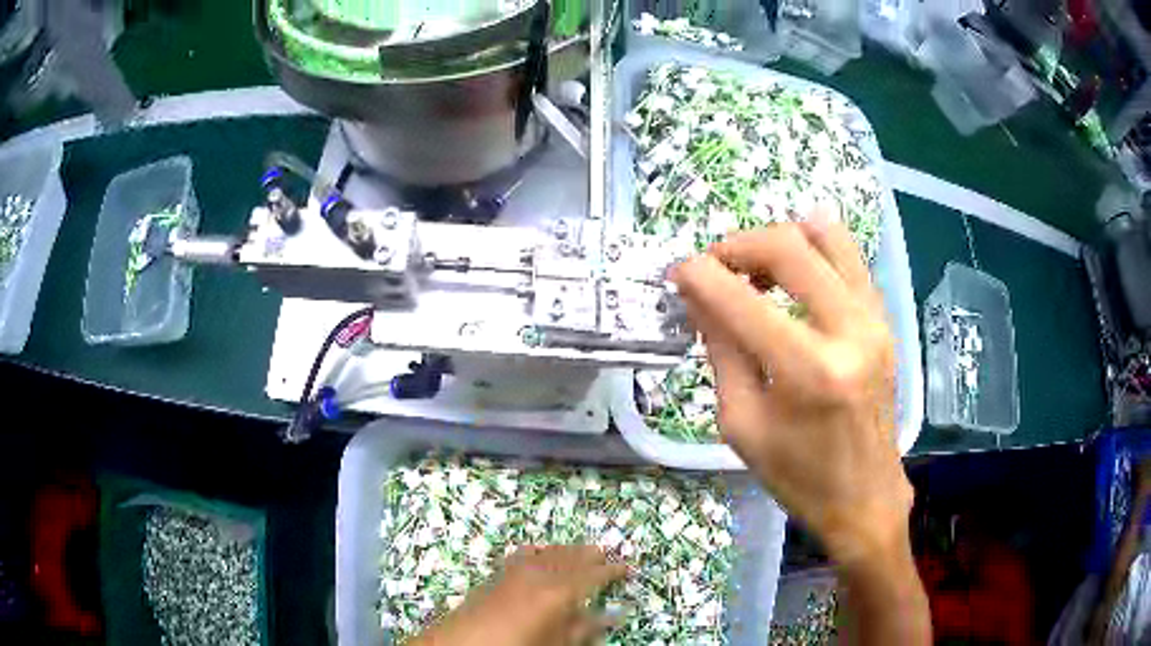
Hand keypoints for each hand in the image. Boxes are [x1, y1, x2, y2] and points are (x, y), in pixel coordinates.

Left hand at [410, 545, 626, 645]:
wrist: (462, 644)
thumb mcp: (557, 643)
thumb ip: (584, 628)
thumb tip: (613, 616)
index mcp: (558, 592)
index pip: (593, 575)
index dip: (611, 571)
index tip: (626, 567)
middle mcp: (539, 574)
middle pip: (571, 557)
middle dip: (590, 554)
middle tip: (606, 554)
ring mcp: (515, 570)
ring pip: (549, 552)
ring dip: (567, 550)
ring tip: (581, 550)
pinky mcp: (498, 573)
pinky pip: (524, 553)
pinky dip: (539, 550)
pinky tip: (540, 552)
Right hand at [670, 207, 912, 563]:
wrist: (864, 496)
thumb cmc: (798, 475)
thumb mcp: (742, 423)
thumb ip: (721, 350)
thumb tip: (698, 295)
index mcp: (809, 371)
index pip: (741, 300)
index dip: (700, 275)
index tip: (677, 273)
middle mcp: (849, 332)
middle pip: (789, 247)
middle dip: (738, 245)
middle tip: (714, 266)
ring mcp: (874, 320)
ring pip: (826, 236)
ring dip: (779, 240)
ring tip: (756, 268)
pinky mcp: (884, 320)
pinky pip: (848, 258)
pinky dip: (813, 251)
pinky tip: (791, 274)